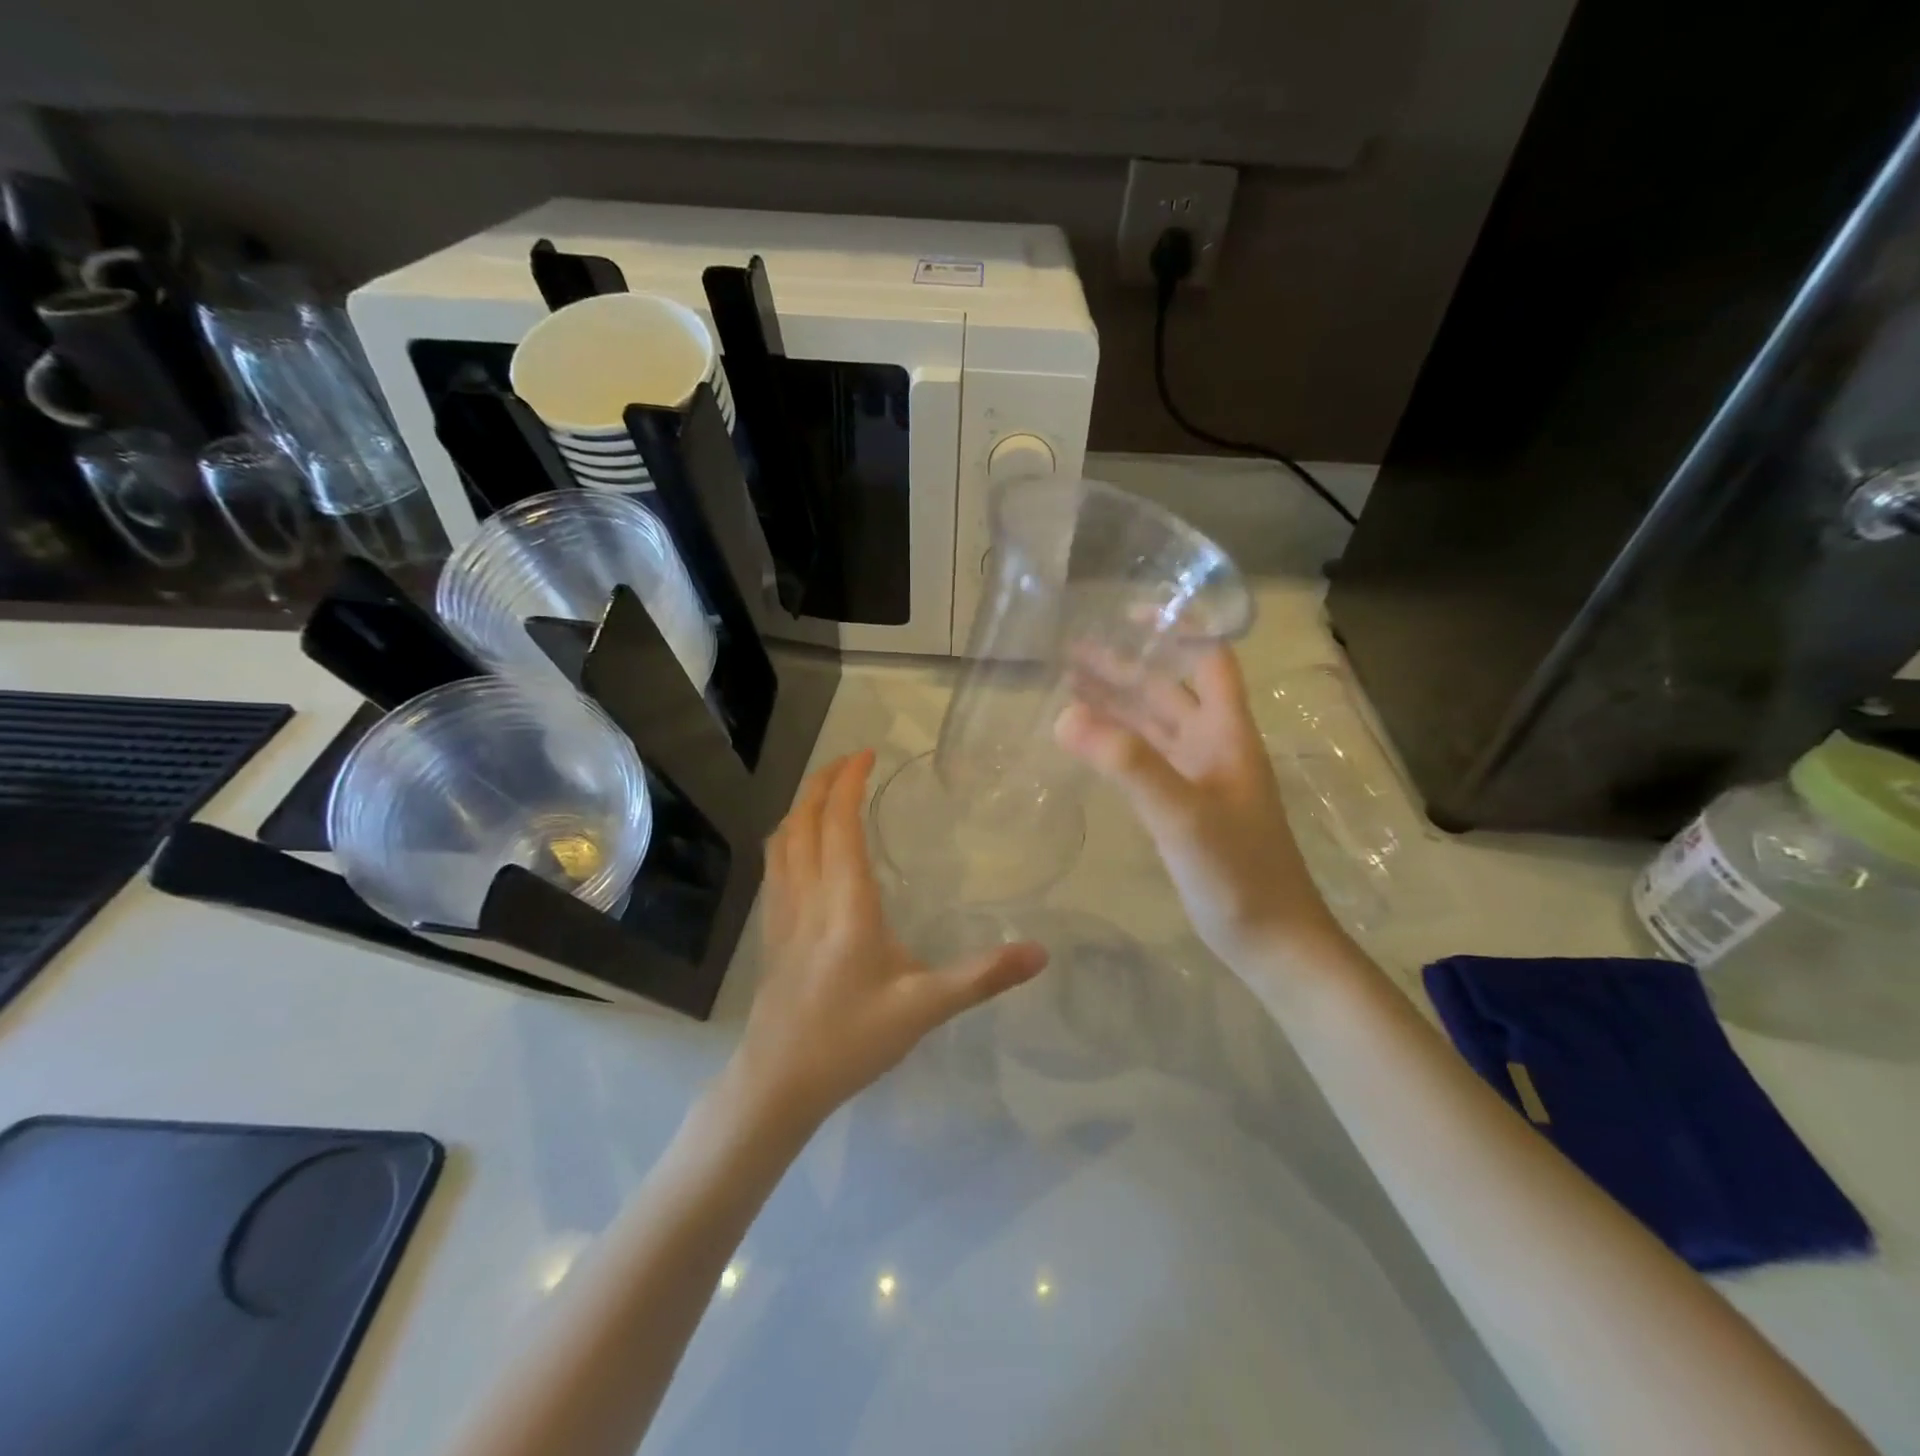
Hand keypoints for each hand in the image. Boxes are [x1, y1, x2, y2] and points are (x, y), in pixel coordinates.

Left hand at [734, 750, 1047, 1128]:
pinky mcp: (770, 932)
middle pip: (804, 821)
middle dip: (824, 782)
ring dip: (802, 805)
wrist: (777, 1084)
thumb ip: (982, 977)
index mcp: (845, 904)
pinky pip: (774, 865)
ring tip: (826, 791)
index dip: (850, 783)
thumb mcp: (924, 1009)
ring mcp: (781, 913)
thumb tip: (1040, 952)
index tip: (868, 754)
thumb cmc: (851, 1041)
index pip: (841, 824)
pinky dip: (788, 836)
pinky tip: (801, 846)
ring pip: (782, 840)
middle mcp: (807, 896)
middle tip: (850, 759)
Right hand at [1055, 646, 1341, 975]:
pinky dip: (1118, 742)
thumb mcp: (1182, 814)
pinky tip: (1090, 740)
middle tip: (1071, 650)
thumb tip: (1066, 715)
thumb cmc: (1237, 873)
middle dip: (1125, 667)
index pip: (1209, 659)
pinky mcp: (1183, 808)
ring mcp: (1198, 778)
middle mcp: (1213, 746)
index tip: (1131, 610)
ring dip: (1117, 703)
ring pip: (1154, 725)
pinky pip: (1145, 759)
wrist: (1271, 941)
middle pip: (1168, 690)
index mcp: (1226, 733)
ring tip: (1068, 683)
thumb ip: (1127, 764)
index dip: (1179, 627)